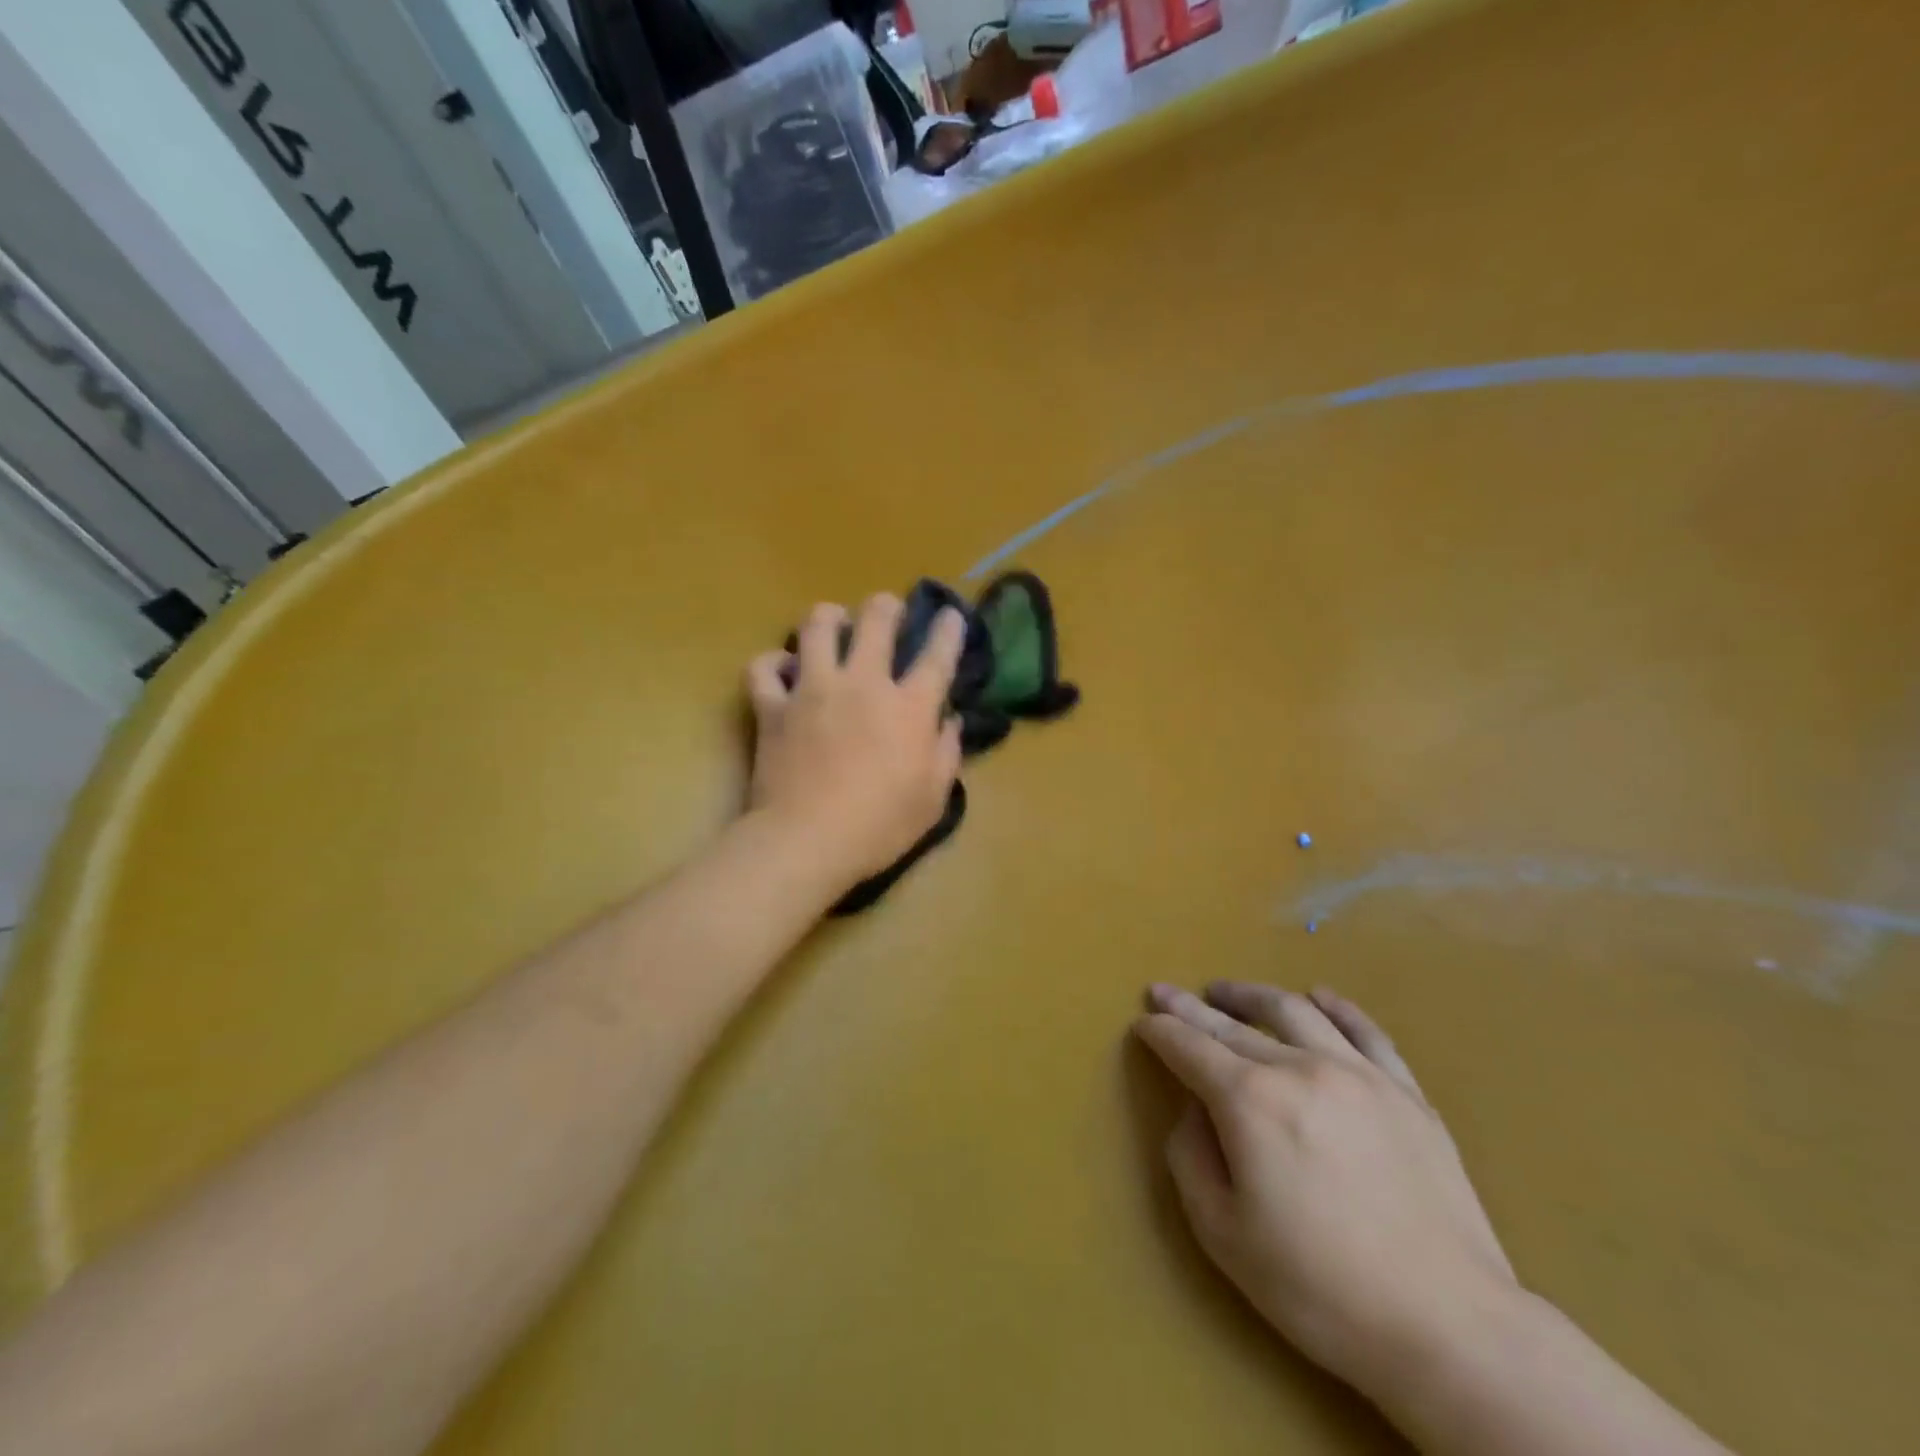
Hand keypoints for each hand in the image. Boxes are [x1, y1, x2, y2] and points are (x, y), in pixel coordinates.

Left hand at [744, 594, 964, 888]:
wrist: (806, 841)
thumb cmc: (879, 826)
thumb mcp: (932, 798)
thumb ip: (946, 752)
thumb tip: (949, 721)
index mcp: (909, 707)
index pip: (937, 656)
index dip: (948, 631)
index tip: (950, 615)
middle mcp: (863, 684)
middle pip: (876, 619)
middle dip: (886, 606)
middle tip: (887, 612)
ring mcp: (813, 689)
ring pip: (816, 625)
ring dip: (829, 618)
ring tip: (833, 625)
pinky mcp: (773, 706)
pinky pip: (764, 668)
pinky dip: (772, 663)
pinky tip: (782, 668)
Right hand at [1134, 982, 1517, 1398]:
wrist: (1451, 1330)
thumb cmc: (1320, 1288)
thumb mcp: (1223, 1234)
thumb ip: (1191, 1158)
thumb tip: (1196, 1110)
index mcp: (1250, 1100)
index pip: (1190, 1047)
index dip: (1160, 1031)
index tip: (1143, 1021)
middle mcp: (1300, 1068)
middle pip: (1233, 1025)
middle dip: (1191, 1008)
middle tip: (1166, 993)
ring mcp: (1359, 1074)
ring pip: (1294, 1011)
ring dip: (1251, 995)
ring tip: (1226, 990)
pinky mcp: (1407, 1093)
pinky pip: (1366, 1031)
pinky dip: (1336, 1007)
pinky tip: (1319, 997)